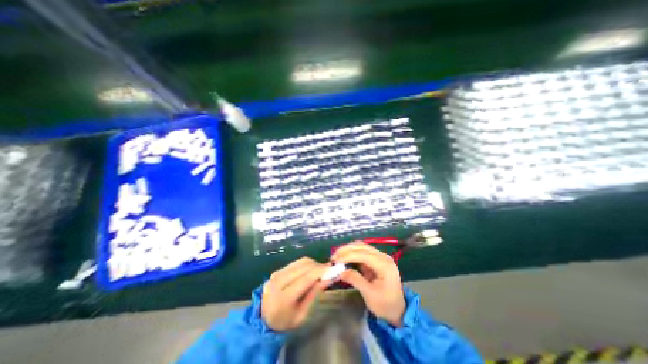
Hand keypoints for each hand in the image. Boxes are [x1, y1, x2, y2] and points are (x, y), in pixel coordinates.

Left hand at [260, 258, 330, 330]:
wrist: (263, 318)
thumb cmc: (285, 321)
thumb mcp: (302, 314)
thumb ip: (314, 294)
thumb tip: (329, 278)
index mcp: (283, 298)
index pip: (305, 279)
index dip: (320, 271)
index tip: (333, 269)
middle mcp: (278, 281)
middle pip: (304, 266)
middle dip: (319, 266)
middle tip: (330, 270)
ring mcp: (277, 273)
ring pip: (301, 261)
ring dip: (314, 264)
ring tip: (322, 271)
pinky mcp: (278, 269)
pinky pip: (297, 262)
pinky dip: (307, 264)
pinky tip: (312, 270)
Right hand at [335, 241, 402, 327]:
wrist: (397, 310)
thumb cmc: (385, 305)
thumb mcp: (369, 294)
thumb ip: (355, 280)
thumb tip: (340, 271)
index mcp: (384, 264)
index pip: (363, 254)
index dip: (348, 255)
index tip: (335, 260)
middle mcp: (383, 256)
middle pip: (362, 246)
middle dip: (346, 250)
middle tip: (334, 257)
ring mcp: (380, 256)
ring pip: (361, 246)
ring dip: (348, 250)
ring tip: (337, 256)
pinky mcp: (376, 259)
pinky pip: (362, 252)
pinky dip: (352, 253)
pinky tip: (344, 258)